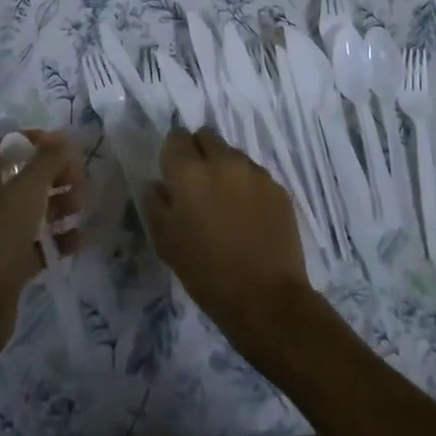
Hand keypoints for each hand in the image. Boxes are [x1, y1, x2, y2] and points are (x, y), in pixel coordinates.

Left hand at [0, 131, 82, 358]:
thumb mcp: (26, 191)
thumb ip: (47, 160)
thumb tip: (62, 136)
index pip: (5, 146)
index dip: (34, 141)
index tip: (64, 146)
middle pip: (20, 177)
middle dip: (52, 175)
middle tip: (79, 181)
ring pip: (29, 210)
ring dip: (57, 205)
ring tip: (80, 208)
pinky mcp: (4, 264)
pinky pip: (33, 243)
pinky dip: (55, 239)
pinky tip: (77, 240)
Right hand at [143, 127, 321, 365]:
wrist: (266, 298)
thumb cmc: (206, 272)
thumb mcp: (165, 241)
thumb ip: (156, 204)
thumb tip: (160, 185)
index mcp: (190, 172)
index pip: (176, 137)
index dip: (172, 154)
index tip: (173, 176)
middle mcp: (223, 162)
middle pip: (206, 136)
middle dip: (198, 153)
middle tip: (198, 186)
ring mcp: (255, 173)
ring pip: (232, 155)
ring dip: (224, 169)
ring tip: (226, 204)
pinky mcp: (278, 188)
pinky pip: (255, 175)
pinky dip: (247, 186)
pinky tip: (248, 217)